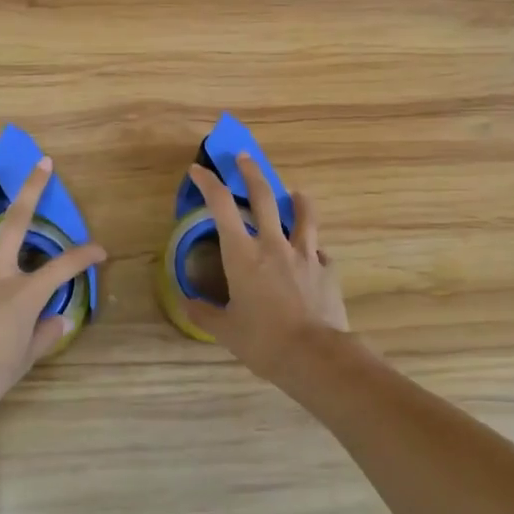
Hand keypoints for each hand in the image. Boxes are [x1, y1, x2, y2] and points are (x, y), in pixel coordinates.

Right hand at [184, 159, 351, 383]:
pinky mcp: (327, 270)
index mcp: (243, 255)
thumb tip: (186, 302)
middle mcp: (273, 245)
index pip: (221, 207)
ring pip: (303, 215)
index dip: (209, 184)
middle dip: (251, 173)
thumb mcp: (226, 331)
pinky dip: (314, 249)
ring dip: (298, 200)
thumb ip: (204, 314)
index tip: (199, 170)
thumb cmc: (263, 342)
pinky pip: (320, 252)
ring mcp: (304, 255)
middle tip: (244, 157)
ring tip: (297, 193)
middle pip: (263, 197)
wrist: (315, 356)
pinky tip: (314, 255)